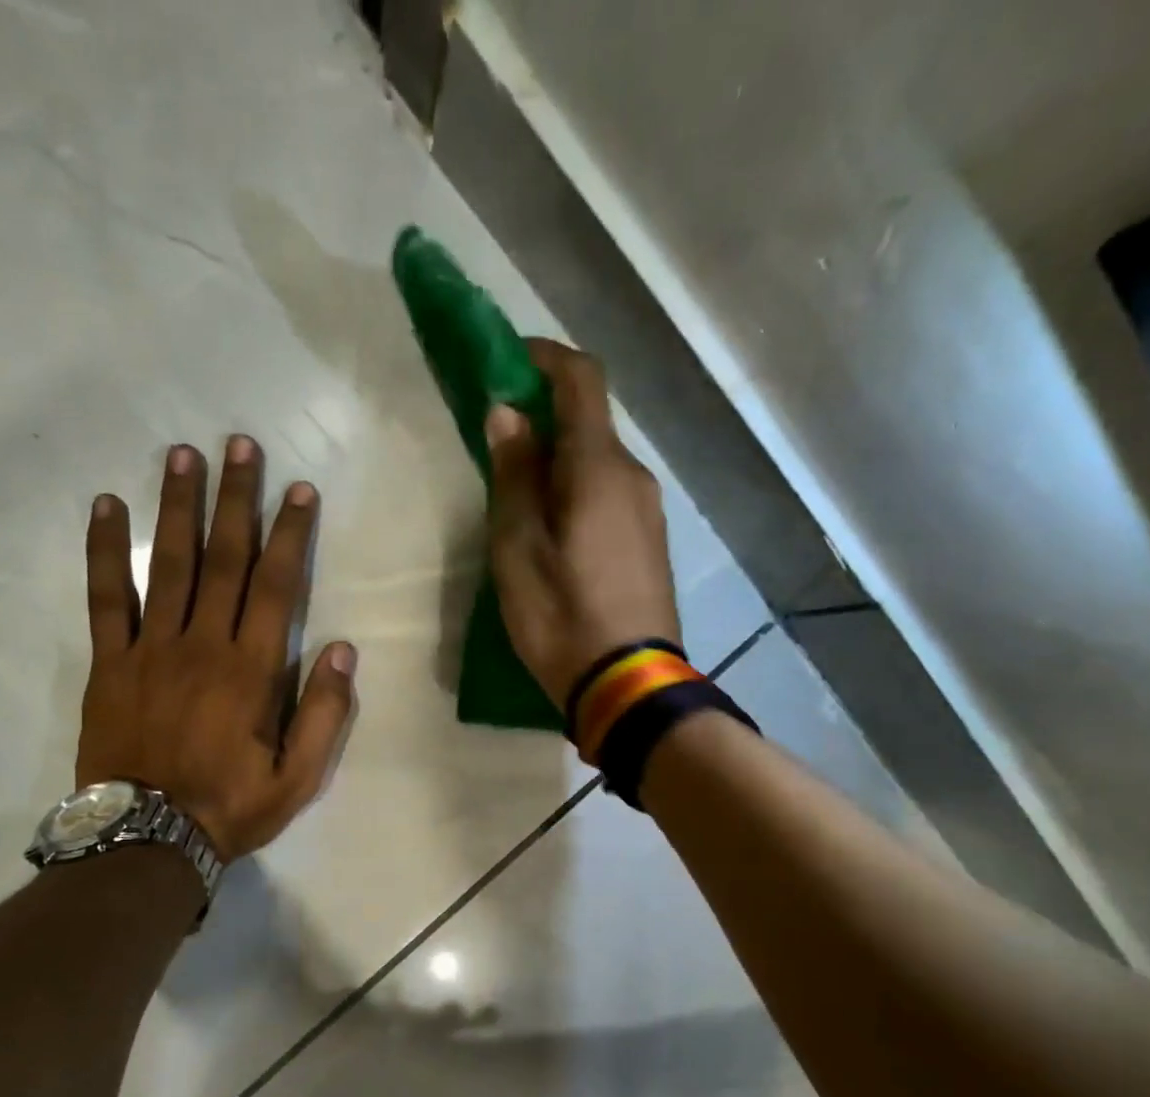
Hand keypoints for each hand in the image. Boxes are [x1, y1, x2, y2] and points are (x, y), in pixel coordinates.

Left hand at [76, 436, 355, 859]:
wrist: (147, 839)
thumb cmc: (231, 807)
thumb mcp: (299, 777)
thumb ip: (323, 713)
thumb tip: (342, 650)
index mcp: (252, 670)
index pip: (276, 586)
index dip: (290, 534)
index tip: (298, 489)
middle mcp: (203, 645)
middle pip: (224, 559)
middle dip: (236, 499)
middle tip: (239, 444)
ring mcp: (150, 649)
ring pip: (168, 564)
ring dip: (177, 506)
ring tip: (182, 454)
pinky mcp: (109, 662)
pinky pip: (106, 597)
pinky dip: (105, 550)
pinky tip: (106, 505)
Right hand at [485, 339, 681, 707]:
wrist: (628, 686)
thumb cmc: (562, 616)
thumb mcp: (518, 548)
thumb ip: (514, 475)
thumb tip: (509, 413)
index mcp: (599, 467)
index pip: (581, 379)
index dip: (543, 358)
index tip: (505, 363)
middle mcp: (633, 477)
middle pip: (590, 423)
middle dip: (544, 417)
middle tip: (498, 444)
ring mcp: (648, 512)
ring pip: (599, 464)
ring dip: (560, 461)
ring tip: (519, 497)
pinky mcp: (651, 545)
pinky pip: (611, 497)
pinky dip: (579, 492)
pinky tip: (554, 531)